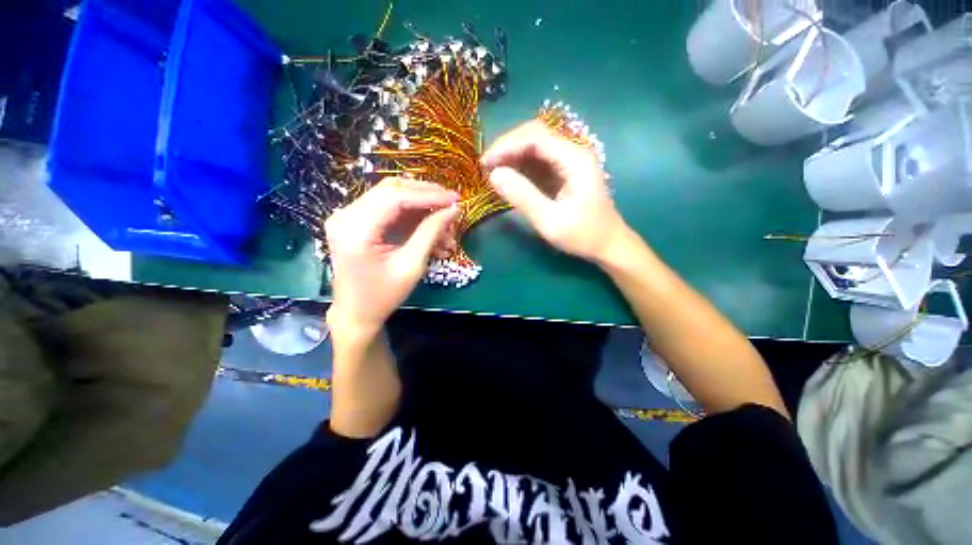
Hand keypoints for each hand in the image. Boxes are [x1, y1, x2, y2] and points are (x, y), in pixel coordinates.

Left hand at [325, 178, 459, 332]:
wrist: (356, 313)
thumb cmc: (383, 296)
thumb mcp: (411, 265)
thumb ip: (431, 232)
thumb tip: (453, 209)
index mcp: (355, 229)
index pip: (395, 197)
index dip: (429, 195)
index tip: (455, 199)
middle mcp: (345, 216)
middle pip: (392, 190)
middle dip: (427, 196)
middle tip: (452, 205)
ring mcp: (348, 217)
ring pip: (392, 197)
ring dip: (422, 208)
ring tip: (445, 227)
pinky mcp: (356, 222)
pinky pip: (389, 210)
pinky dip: (412, 217)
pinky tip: (432, 230)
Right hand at [481, 120, 627, 262]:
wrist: (607, 244)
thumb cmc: (583, 235)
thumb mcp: (550, 221)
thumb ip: (523, 197)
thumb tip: (494, 175)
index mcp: (575, 159)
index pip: (535, 137)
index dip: (507, 146)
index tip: (485, 163)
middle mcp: (573, 152)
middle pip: (535, 134)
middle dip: (507, 147)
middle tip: (486, 166)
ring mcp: (569, 160)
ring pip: (535, 145)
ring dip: (512, 155)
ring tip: (492, 171)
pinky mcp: (564, 171)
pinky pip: (538, 160)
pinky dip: (520, 166)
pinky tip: (508, 177)